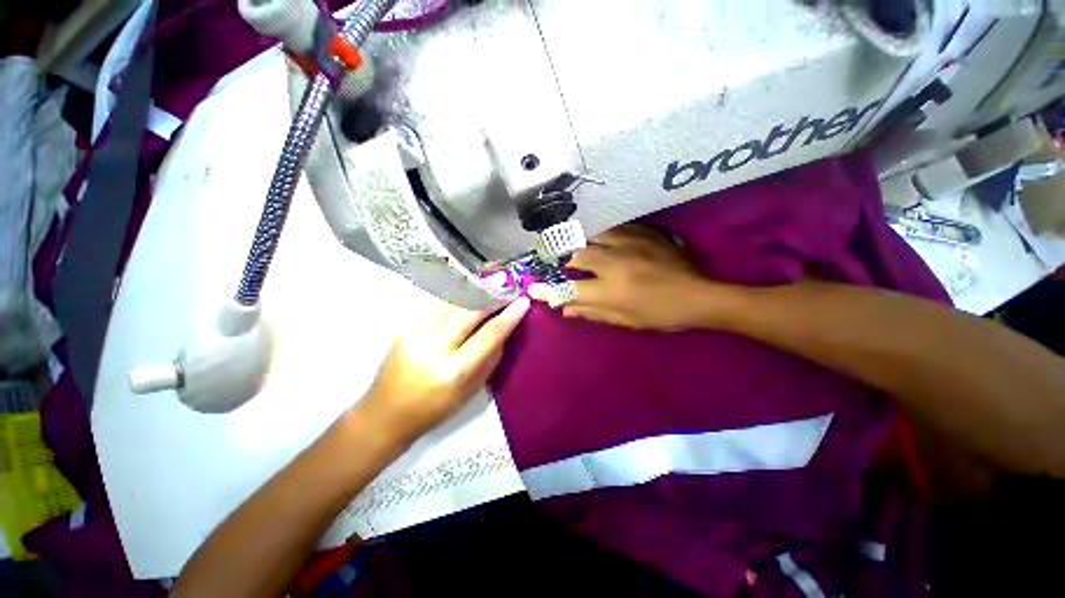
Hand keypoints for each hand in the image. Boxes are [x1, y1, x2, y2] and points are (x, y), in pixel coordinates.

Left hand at [359, 296, 530, 442]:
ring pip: (451, 303)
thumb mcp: (471, 391)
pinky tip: (467, 291)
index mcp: (454, 371)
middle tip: (509, 286)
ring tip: (491, 283)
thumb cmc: (434, 410)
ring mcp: (415, 336)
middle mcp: (434, 349)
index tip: (523, 301)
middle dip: (493, 296)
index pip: (489, 334)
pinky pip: (435, 306)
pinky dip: (456, 297)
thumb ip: (490, 358)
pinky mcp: (403, 329)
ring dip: (475, 291)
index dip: (509, 315)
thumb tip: (504, 330)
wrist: (385, 415)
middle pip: (469, 311)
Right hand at [549, 225, 718, 330]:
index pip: (570, 289)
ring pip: (594, 237)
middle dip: (569, 261)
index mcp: (611, 290)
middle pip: (578, 255)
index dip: (549, 290)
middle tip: (569, 267)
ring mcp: (629, 245)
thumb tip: (565, 310)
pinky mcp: (642, 234)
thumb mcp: (624, 320)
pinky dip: (603, 236)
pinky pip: (614, 229)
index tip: (534, 289)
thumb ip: (592, 312)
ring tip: (585, 251)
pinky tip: (606, 241)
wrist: (698, 295)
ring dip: (584, 245)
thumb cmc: (659, 314)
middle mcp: (615, 263)